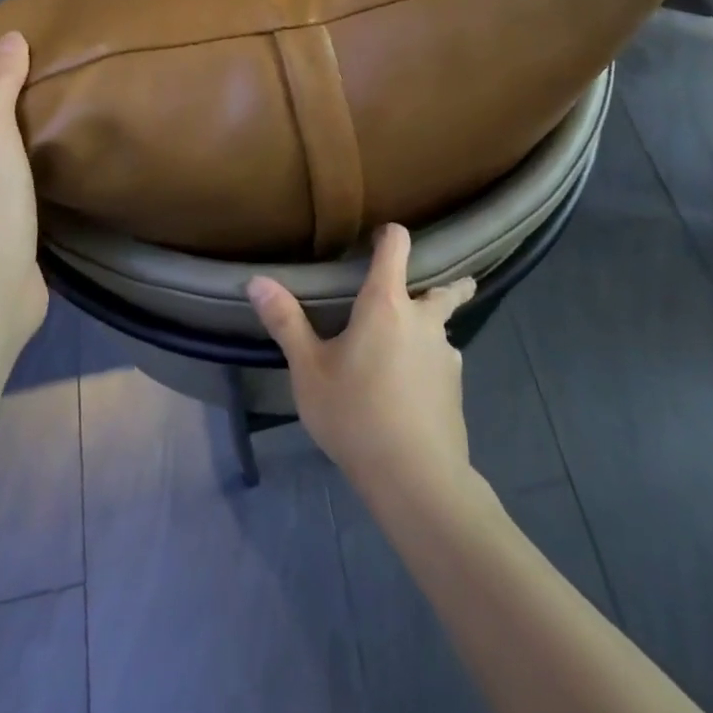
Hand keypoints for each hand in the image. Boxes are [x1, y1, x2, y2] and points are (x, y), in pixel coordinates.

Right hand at [248, 225, 475, 502]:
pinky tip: (415, 387)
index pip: (397, 246)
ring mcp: (446, 354)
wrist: (416, 477)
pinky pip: (444, 362)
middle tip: (427, 286)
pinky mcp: (455, 388)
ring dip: (434, 327)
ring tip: (414, 342)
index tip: (381, 236)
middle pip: (445, 289)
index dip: (390, 235)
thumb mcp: (309, 370)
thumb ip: (286, 323)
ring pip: (445, 328)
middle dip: (446, 282)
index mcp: (386, 304)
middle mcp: (423, 320)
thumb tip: (257, 280)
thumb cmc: (355, 414)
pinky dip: (432, 362)